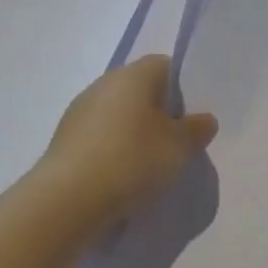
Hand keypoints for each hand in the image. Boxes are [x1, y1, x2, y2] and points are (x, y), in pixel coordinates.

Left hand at [32, 55, 217, 229]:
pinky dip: (113, 150)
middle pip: (140, 90)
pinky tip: (123, 176)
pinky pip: (99, 137)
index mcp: (133, 75)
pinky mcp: (64, 141)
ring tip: (150, 164)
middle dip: (159, 112)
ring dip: (134, 133)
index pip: (164, 66)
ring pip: (118, 115)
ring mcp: (78, 112)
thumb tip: (203, 120)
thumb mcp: (180, 147)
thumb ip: (196, 130)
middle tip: (176, 141)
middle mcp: (103, 84)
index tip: (192, 116)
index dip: (182, 88)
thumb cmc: (132, 160)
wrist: (66, 201)